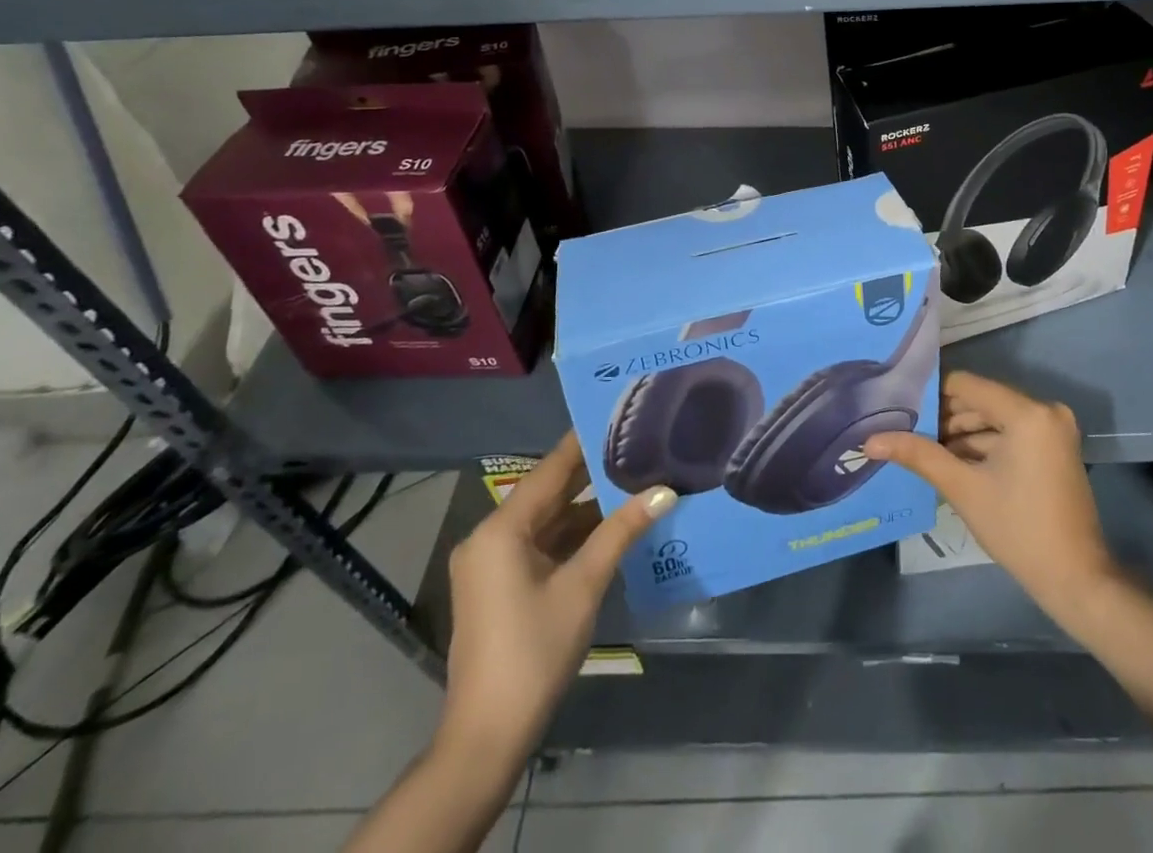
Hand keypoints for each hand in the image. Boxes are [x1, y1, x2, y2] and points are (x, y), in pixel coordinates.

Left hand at [437, 433, 674, 756]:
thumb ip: (622, 531)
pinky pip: (539, 545)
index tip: (618, 416)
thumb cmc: (534, 650)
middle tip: (636, 446)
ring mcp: (492, 564)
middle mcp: (490, 537)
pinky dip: (571, 536)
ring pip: (546, 521)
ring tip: (633, 481)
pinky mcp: (498, 587)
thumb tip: (665, 491)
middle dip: (591, 475)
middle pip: (548, 493)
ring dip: (585, 508)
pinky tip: (610, 527)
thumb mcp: (583, 585)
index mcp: (501, 529)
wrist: (487, 736)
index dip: (584, 442)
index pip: (550, 469)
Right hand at [865, 372, 1116, 628]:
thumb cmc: (1017, 530)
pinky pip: (1011, 433)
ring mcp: (1053, 429)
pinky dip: (985, 445)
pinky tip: (954, 463)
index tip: (900, 410)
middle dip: (945, 419)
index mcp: (1027, 412)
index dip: (931, 396)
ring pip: (994, 418)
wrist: (1076, 580)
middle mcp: (1044, 409)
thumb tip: (871, 440)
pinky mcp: (1054, 447)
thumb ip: (918, 455)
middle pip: (981, 400)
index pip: (966, 385)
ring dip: (962, 434)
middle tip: (908, 434)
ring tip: (925, 452)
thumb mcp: (962, 488)